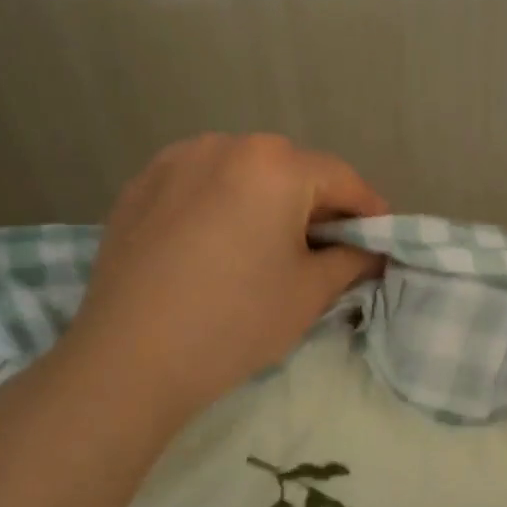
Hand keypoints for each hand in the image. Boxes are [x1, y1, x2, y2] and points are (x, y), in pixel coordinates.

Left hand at [48, 134, 385, 429]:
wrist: (127, 361)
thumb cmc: (234, 321)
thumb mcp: (310, 292)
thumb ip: (353, 260)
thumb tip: (372, 251)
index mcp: (275, 165)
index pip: (342, 179)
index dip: (368, 211)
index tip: (380, 239)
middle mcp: (226, 145)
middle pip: (292, 170)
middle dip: (316, 205)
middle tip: (325, 247)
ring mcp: (176, 160)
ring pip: (243, 173)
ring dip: (267, 201)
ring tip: (267, 246)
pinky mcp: (140, 186)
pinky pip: (200, 184)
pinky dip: (221, 204)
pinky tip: (217, 245)